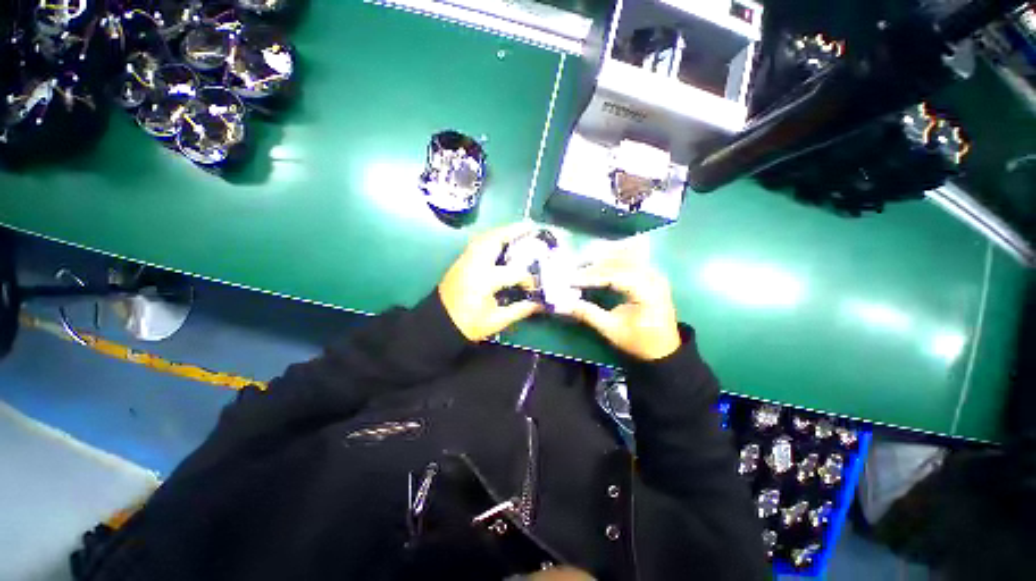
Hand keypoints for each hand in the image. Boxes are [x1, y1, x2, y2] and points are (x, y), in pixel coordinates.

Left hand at [438, 223, 542, 340]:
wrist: (438, 323)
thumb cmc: (468, 324)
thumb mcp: (496, 321)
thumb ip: (519, 310)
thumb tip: (539, 304)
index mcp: (484, 280)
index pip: (514, 272)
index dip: (528, 279)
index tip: (534, 288)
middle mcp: (474, 264)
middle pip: (495, 240)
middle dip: (514, 231)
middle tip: (530, 228)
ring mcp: (465, 260)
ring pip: (484, 237)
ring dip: (502, 232)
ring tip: (517, 231)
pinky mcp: (460, 261)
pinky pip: (478, 242)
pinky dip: (491, 237)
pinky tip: (501, 241)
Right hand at [569, 259, 681, 360]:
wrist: (664, 350)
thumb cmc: (639, 342)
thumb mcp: (612, 330)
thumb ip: (588, 314)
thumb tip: (563, 304)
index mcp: (647, 291)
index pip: (615, 275)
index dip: (590, 276)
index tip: (571, 280)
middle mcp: (653, 277)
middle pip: (618, 263)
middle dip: (593, 267)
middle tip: (572, 271)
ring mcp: (653, 274)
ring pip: (624, 258)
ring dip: (602, 260)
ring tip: (581, 265)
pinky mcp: (650, 275)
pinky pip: (629, 261)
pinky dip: (612, 261)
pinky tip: (598, 261)